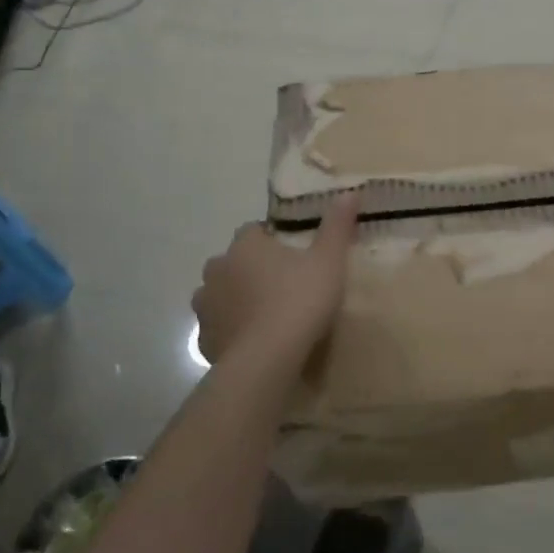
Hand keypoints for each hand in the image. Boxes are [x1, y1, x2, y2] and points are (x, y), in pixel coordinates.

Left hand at [192, 195, 359, 367]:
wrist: (267, 360)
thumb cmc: (299, 301)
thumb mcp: (329, 261)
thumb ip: (336, 226)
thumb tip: (349, 192)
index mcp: (245, 246)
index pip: (253, 231)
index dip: (271, 240)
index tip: (292, 255)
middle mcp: (218, 270)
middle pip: (232, 262)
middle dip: (250, 269)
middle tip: (282, 285)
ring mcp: (206, 306)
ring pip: (219, 294)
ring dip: (236, 299)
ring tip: (266, 314)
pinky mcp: (204, 340)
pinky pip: (218, 327)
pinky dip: (232, 330)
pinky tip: (254, 342)